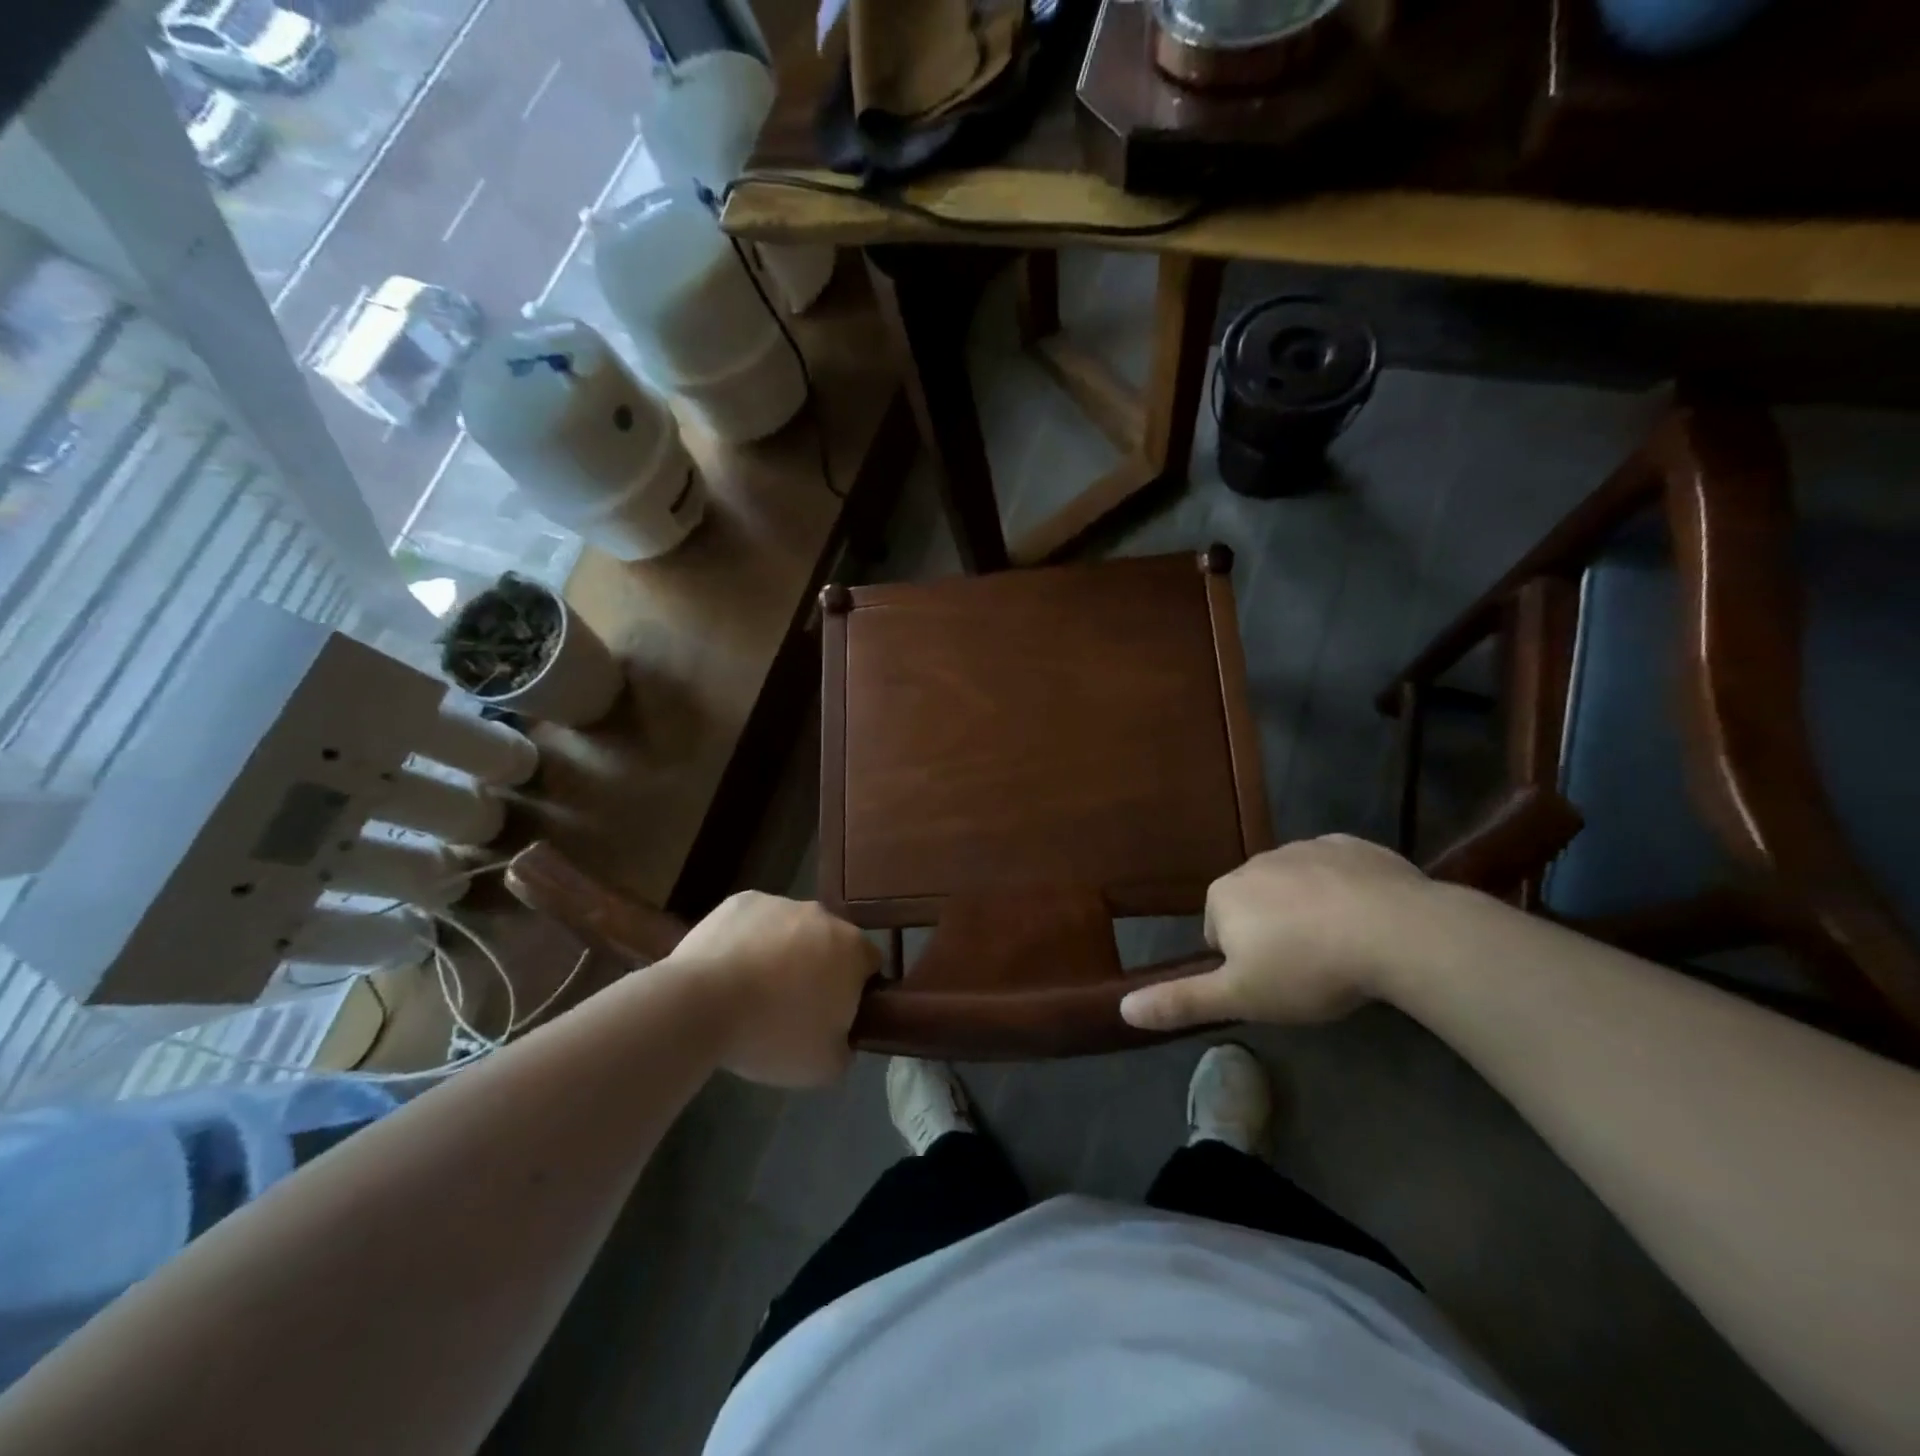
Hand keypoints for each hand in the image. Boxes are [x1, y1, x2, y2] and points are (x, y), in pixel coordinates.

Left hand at [664, 891, 881, 1086]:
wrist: (701, 1005)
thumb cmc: (773, 1035)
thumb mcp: (824, 1066)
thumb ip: (846, 1047)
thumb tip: (841, 1037)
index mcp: (852, 949)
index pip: (870, 964)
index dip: (857, 990)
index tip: (835, 1015)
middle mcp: (823, 915)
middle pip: (830, 941)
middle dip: (818, 967)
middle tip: (792, 1006)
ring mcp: (781, 902)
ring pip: (792, 929)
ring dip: (783, 952)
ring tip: (753, 991)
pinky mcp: (742, 901)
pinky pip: (755, 922)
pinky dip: (749, 940)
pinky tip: (728, 970)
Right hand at [1120, 835, 1434, 1031]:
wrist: (1397, 932)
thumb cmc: (1307, 968)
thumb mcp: (1240, 998)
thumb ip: (1180, 1001)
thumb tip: (1121, 1008)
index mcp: (1224, 895)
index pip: (1217, 933)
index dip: (1243, 964)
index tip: (1274, 984)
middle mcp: (1256, 862)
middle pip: (1254, 905)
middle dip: (1272, 933)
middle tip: (1307, 970)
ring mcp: (1305, 848)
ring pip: (1294, 886)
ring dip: (1307, 911)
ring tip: (1342, 948)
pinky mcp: (1351, 845)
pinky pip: (1335, 870)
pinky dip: (1343, 890)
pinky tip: (1367, 919)